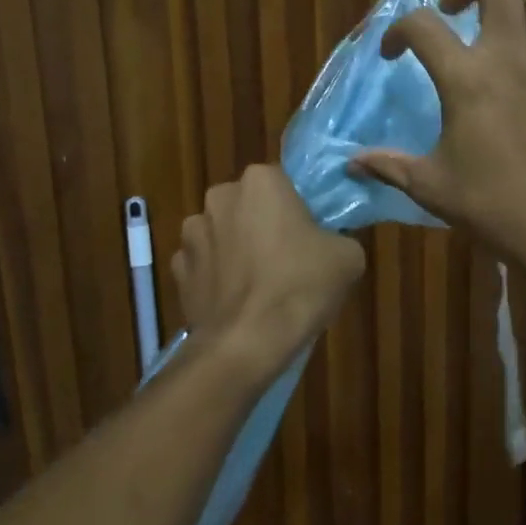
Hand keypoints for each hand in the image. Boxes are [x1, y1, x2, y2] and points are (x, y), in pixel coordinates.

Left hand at [172, 165, 364, 375]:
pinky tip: (235, 301)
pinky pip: (204, 265)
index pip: (283, 183)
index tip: (310, 235)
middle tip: (287, 257)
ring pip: (222, 234)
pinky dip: (216, 277)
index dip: (297, 209)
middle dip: (262, 225)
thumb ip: (339, 237)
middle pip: (248, 205)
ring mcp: (192, 234)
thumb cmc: (300, 286)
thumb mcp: (348, 257)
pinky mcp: (177, 270)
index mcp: (260, 181)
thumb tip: (331, 243)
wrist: (247, 342)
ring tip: (258, 285)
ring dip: (235, 250)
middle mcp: (219, 197)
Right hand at [349, 0, 525, 271]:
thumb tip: (350, 163)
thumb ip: (388, 166)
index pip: (423, 26)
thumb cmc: (493, 206)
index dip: (397, 32)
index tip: (392, 54)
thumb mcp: (430, 187)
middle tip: (454, 9)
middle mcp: (510, 57)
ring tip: (503, 16)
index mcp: (467, 80)